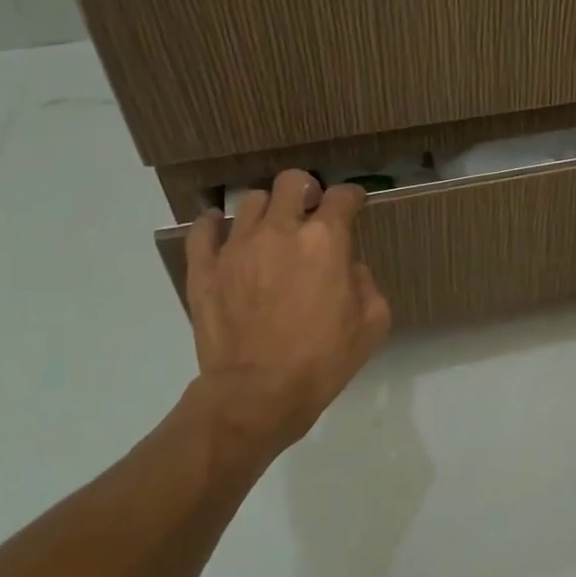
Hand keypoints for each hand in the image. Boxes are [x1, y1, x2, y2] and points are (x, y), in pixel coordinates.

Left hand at [182, 170, 391, 461]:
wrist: (257, 394)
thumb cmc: (322, 360)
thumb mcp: (372, 323)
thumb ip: (365, 282)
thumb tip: (346, 267)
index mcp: (325, 241)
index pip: (342, 197)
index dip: (352, 197)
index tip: (355, 204)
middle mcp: (280, 231)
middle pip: (291, 182)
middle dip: (306, 189)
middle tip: (310, 208)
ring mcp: (237, 247)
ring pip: (250, 201)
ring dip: (267, 209)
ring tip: (270, 229)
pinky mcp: (205, 268)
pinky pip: (203, 229)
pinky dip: (214, 224)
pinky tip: (222, 230)